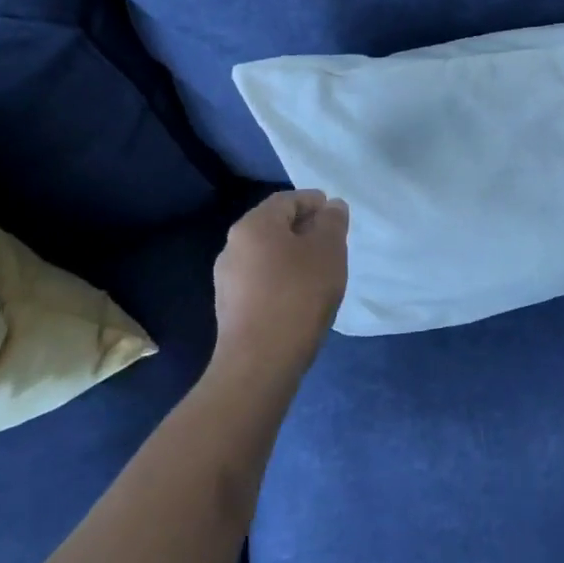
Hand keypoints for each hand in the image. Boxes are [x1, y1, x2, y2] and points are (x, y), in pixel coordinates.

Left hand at [212, 189, 349, 377]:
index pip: (286, 200)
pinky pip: (261, 281)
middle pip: (274, 226)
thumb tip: (331, 207)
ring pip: (267, 255)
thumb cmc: (298, 294)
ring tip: (320, 272)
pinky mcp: (230, 308)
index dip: (314, 202)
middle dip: (304, 229)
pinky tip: (300, 297)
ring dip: (293, 256)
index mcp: (253, 225)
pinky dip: (282, 279)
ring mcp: (227, 279)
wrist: (260, 362)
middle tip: (333, 242)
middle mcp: (233, 246)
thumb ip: (333, 222)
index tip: (336, 215)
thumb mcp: (328, 250)